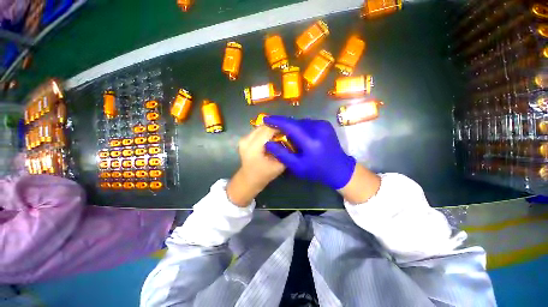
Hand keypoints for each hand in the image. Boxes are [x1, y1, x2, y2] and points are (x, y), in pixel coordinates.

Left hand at [227, 126, 285, 205]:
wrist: (248, 179)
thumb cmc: (264, 175)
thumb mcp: (279, 166)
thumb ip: (285, 152)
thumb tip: (292, 140)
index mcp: (253, 147)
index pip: (268, 130)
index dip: (280, 128)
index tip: (290, 129)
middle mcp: (246, 140)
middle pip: (263, 126)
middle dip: (276, 127)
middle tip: (286, 130)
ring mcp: (244, 139)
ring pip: (260, 127)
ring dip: (271, 128)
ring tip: (280, 133)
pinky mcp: (244, 139)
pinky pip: (257, 131)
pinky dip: (266, 132)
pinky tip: (272, 136)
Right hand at [263, 115, 355, 189]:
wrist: (339, 169)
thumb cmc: (317, 170)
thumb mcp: (297, 166)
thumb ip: (282, 154)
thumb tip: (268, 143)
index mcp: (311, 141)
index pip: (290, 126)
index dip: (277, 121)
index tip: (266, 119)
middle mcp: (318, 129)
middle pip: (295, 122)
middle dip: (283, 125)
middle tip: (275, 130)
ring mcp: (323, 125)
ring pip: (301, 122)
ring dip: (292, 127)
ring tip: (287, 135)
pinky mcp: (326, 125)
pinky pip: (308, 123)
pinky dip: (300, 128)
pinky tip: (299, 136)